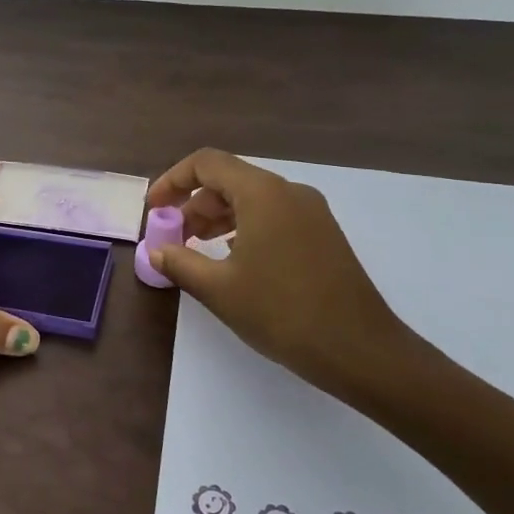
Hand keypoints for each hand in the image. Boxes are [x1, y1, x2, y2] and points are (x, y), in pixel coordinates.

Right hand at [144, 149, 422, 403]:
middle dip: (194, 204)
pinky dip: (244, 228)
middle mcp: (289, 192)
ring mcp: (311, 212)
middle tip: (173, 238)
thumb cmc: (282, 313)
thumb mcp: (219, 289)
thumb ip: (180, 262)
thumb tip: (157, 250)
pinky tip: (234, 260)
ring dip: (218, 217)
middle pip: (230, 180)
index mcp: (262, 193)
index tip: (153, 210)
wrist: (360, 349)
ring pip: (252, 199)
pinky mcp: (323, 235)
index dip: (172, 181)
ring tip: (196, 249)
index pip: (206, 163)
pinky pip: (273, 216)